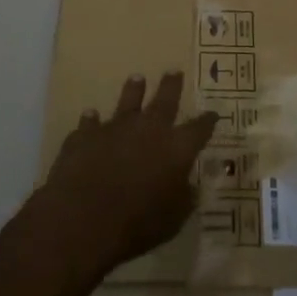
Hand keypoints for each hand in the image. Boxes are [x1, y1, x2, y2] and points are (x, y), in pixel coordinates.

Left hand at [36, 72, 217, 278]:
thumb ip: (184, 199)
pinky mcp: (86, 135)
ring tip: (137, 78)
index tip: (213, 113)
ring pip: (128, 101)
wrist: (84, 218)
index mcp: (176, 147)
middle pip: (165, 99)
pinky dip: (92, 120)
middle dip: (171, 86)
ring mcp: (115, 127)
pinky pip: (90, 123)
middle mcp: (148, 128)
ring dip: (133, 90)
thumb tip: (191, 187)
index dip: (207, 121)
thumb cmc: (137, 224)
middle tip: (174, 71)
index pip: (199, 129)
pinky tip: (90, 117)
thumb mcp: (173, 220)